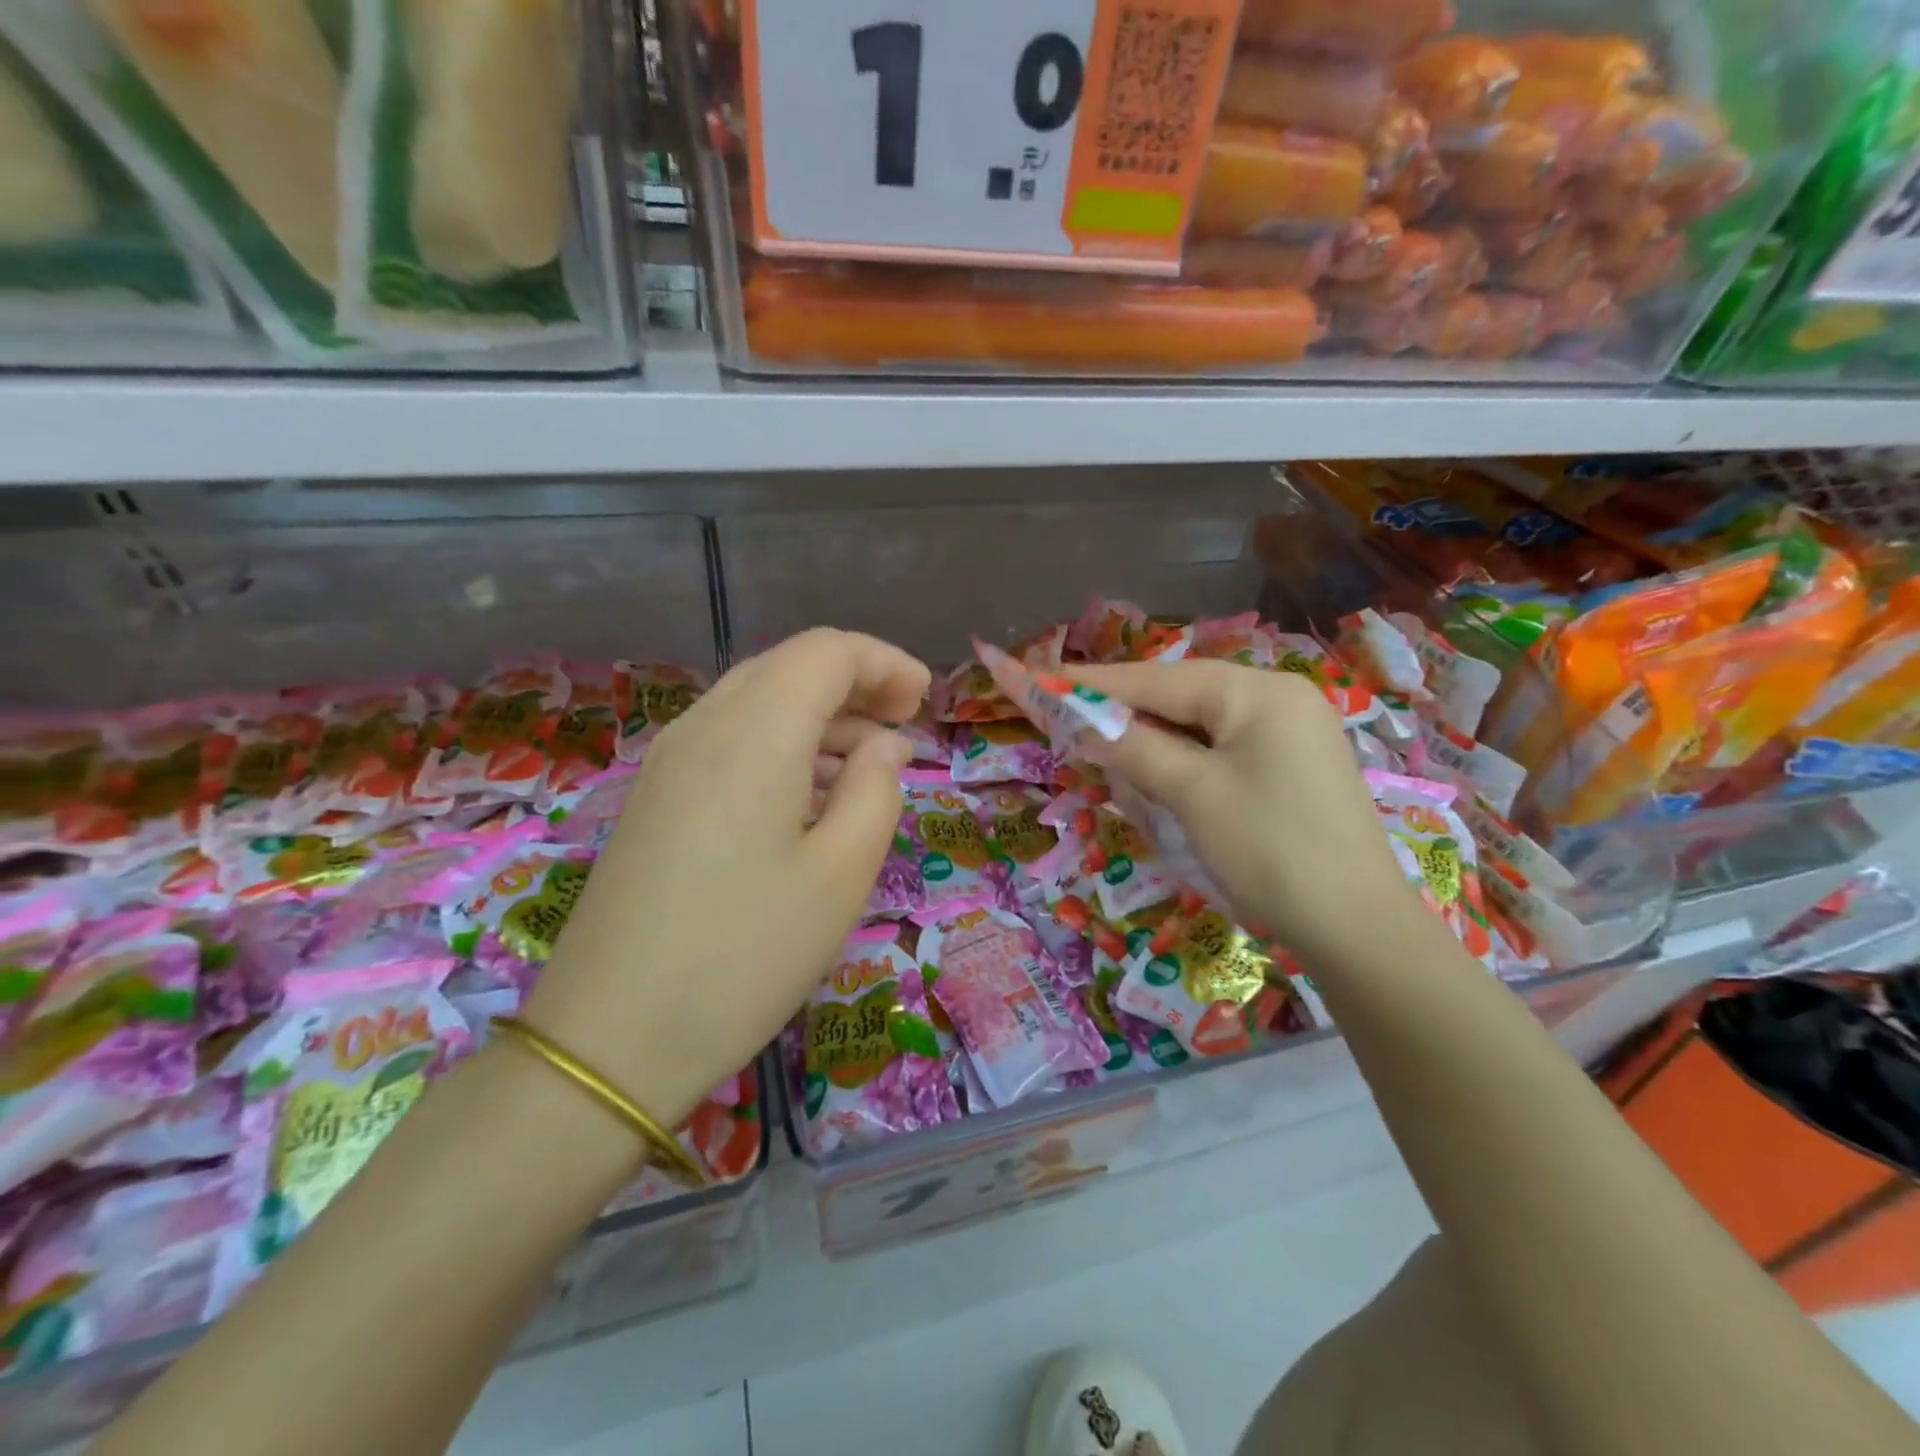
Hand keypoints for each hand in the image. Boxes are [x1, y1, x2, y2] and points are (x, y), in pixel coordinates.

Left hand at [523, 629, 929, 1126]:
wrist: (612, 1038)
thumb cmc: (747, 954)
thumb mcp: (841, 875)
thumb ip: (876, 791)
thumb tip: (886, 746)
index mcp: (755, 733)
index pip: (826, 652)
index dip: (884, 662)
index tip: (925, 700)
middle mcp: (704, 726)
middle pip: (788, 666)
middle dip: (854, 682)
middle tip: (903, 724)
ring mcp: (669, 759)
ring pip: (756, 699)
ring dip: (818, 713)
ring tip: (867, 762)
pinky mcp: (654, 795)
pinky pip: (728, 738)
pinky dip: (780, 742)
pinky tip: (808, 792)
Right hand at [1070, 660, 1422, 965]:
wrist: (1359, 929)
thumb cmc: (1272, 852)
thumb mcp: (1193, 795)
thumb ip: (1134, 748)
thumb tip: (1082, 721)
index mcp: (1258, 692)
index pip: (1156, 679)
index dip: (1092, 682)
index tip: (1039, 676)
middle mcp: (1277, 697)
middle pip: (1178, 696)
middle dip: (1123, 713)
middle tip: (1067, 725)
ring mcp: (1289, 731)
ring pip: (1197, 723)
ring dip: (1150, 739)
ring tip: (1105, 754)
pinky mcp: (1289, 765)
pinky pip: (1219, 747)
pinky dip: (1182, 759)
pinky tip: (1157, 776)